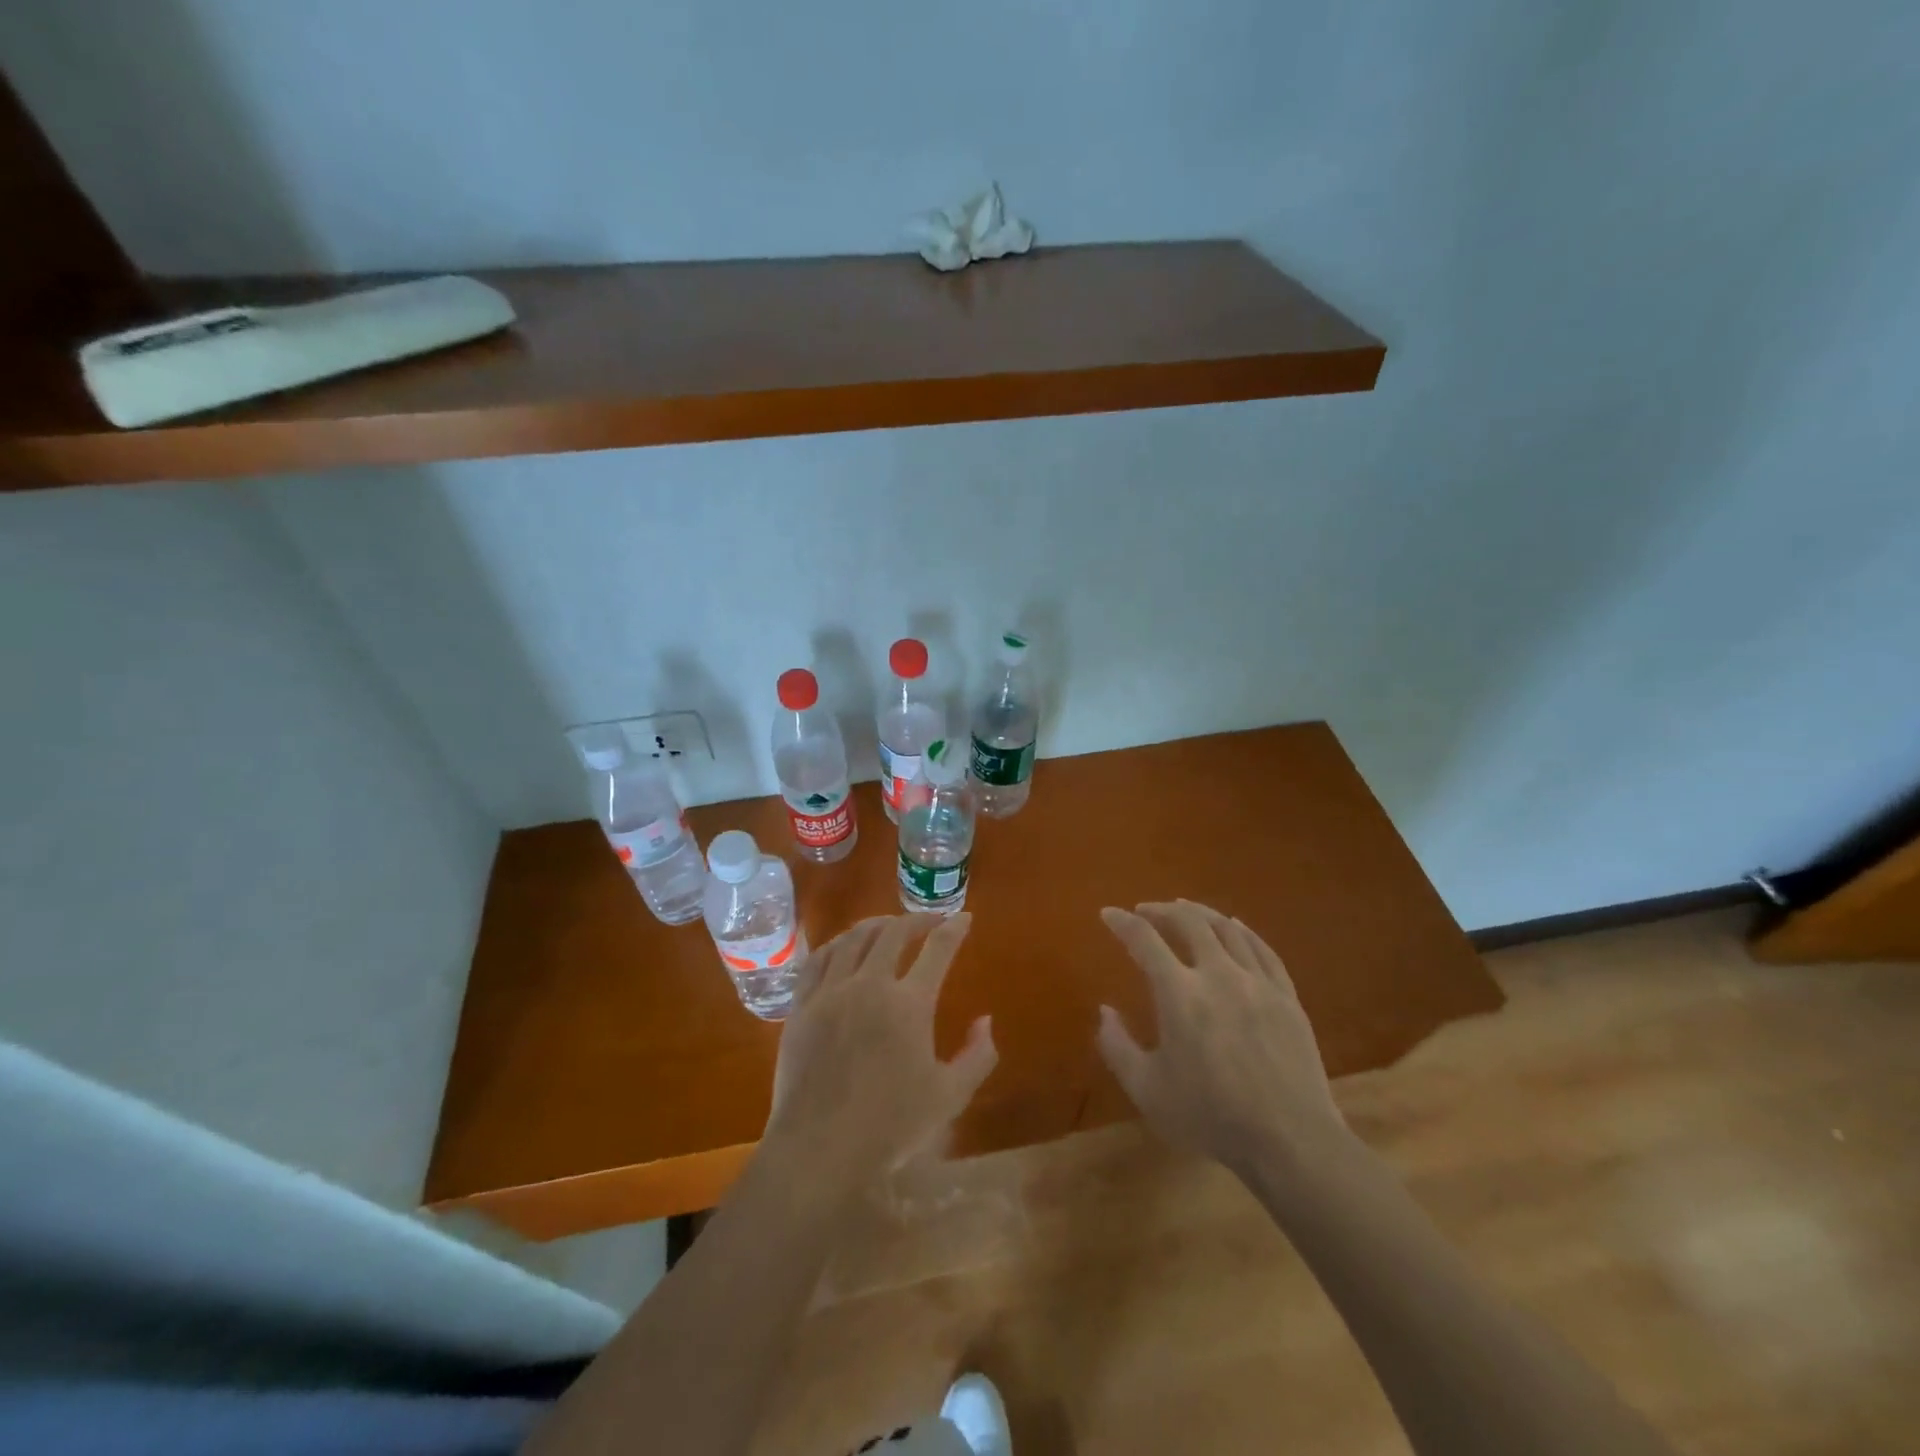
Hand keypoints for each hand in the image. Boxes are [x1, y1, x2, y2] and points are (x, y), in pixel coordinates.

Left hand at [767, 914, 996, 1181]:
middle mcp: (870, 985)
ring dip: (876, 925)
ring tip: (888, 926)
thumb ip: (976, 1056)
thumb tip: (985, 1020)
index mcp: (910, 1004)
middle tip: (929, 922)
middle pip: (893, 933)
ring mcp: (831, 992)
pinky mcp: (802, 1006)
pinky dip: (837, 944)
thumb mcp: (949, 1097)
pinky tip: (844, 947)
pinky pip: (818, 959)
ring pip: (853, 938)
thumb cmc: (890, 1127)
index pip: (938, 949)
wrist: (819, 1149)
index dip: (954, 928)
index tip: (963, 918)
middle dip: (916, 920)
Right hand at [1097, 899, 1347, 1176]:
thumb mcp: (1147, 1090)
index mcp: (1179, 994)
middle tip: (1145, 910)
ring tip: (1184, 909)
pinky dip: (1242, 930)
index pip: (1144, 940)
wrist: (1290, 1140)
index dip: (1122, 922)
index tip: (1108, 913)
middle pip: (1188, 921)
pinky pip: (1262, 948)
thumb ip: (1117, 1046)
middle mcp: (1218, 974)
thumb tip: (1104, 1011)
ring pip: (1227, 928)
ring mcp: (1257, 982)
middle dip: (1161, 910)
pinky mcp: (1286, 995)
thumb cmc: (1210, 1116)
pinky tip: (1234, 927)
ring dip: (1200, 912)